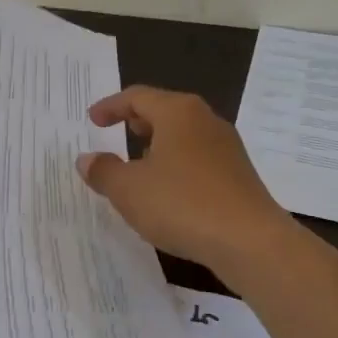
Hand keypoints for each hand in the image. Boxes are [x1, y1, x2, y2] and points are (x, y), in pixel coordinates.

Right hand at [75, 86, 289, 274]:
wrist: (250, 241)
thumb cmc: (183, 204)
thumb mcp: (129, 190)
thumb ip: (104, 171)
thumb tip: (87, 159)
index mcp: (178, 112)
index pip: (137, 96)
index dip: (111, 106)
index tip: (92, 120)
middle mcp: (205, 120)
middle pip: (165, 110)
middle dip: (137, 120)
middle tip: (117, 132)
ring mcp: (226, 146)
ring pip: (183, 134)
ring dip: (158, 144)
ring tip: (139, 165)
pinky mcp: (238, 173)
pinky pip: (199, 157)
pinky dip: (177, 163)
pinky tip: (168, 191)